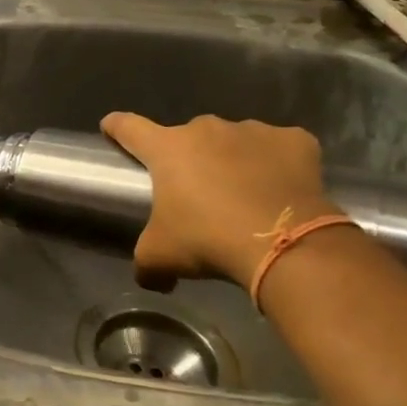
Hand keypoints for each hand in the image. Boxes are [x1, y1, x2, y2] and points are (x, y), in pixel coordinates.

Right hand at [100, 112, 335, 290]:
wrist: (283, 243)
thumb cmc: (207, 240)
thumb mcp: (161, 257)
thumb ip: (145, 263)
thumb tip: (151, 279)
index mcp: (168, 149)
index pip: (130, 128)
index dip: (117, 127)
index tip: (111, 126)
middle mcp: (207, 129)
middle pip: (189, 138)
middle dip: (190, 160)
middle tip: (198, 195)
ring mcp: (254, 130)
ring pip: (235, 142)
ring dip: (233, 161)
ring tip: (244, 197)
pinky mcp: (295, 140)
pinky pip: (279, 149)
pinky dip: (277, 164)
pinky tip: (281, 191)